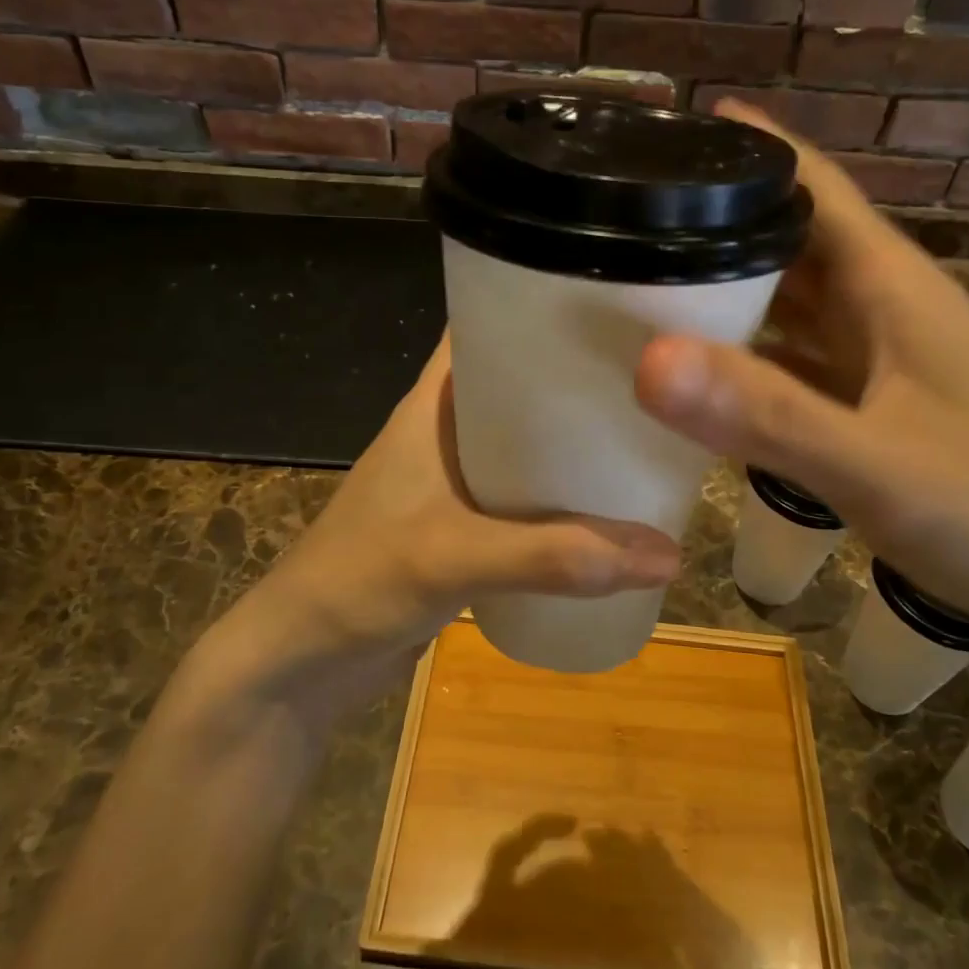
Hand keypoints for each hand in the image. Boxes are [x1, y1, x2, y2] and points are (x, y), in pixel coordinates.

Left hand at [199, 337, 681, 730]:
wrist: (301, 663)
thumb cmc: (359, 581)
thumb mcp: (455, 556)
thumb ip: (556, 556)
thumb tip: (667, 553)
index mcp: (432, 407)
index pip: (485, 330)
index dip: (539, 310)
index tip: (609, 305)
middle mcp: (445, 433)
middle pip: (519, 387)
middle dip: (576, 382)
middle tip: (651, 378)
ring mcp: (453, 483)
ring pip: (525, 445)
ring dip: (572, 444)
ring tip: (644, 435)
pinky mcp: (462, 529)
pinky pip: (523, 497)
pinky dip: (560, 497)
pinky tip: (607, 508)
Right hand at [633, 99, 968, 684]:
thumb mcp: (879, 465)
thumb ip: (766, 415)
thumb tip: (647, 360)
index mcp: (894, 287)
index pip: (816, 186)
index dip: (750, 148)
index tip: (670, 129)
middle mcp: (886, 310)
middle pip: (792, 241)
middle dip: (717, 220)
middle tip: (626, 217)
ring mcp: (883, 363)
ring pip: (791, 303)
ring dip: (727, 289)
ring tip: (641, 281)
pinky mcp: (878, 410)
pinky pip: (795, 363)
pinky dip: (746, 356)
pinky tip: (699, 369)